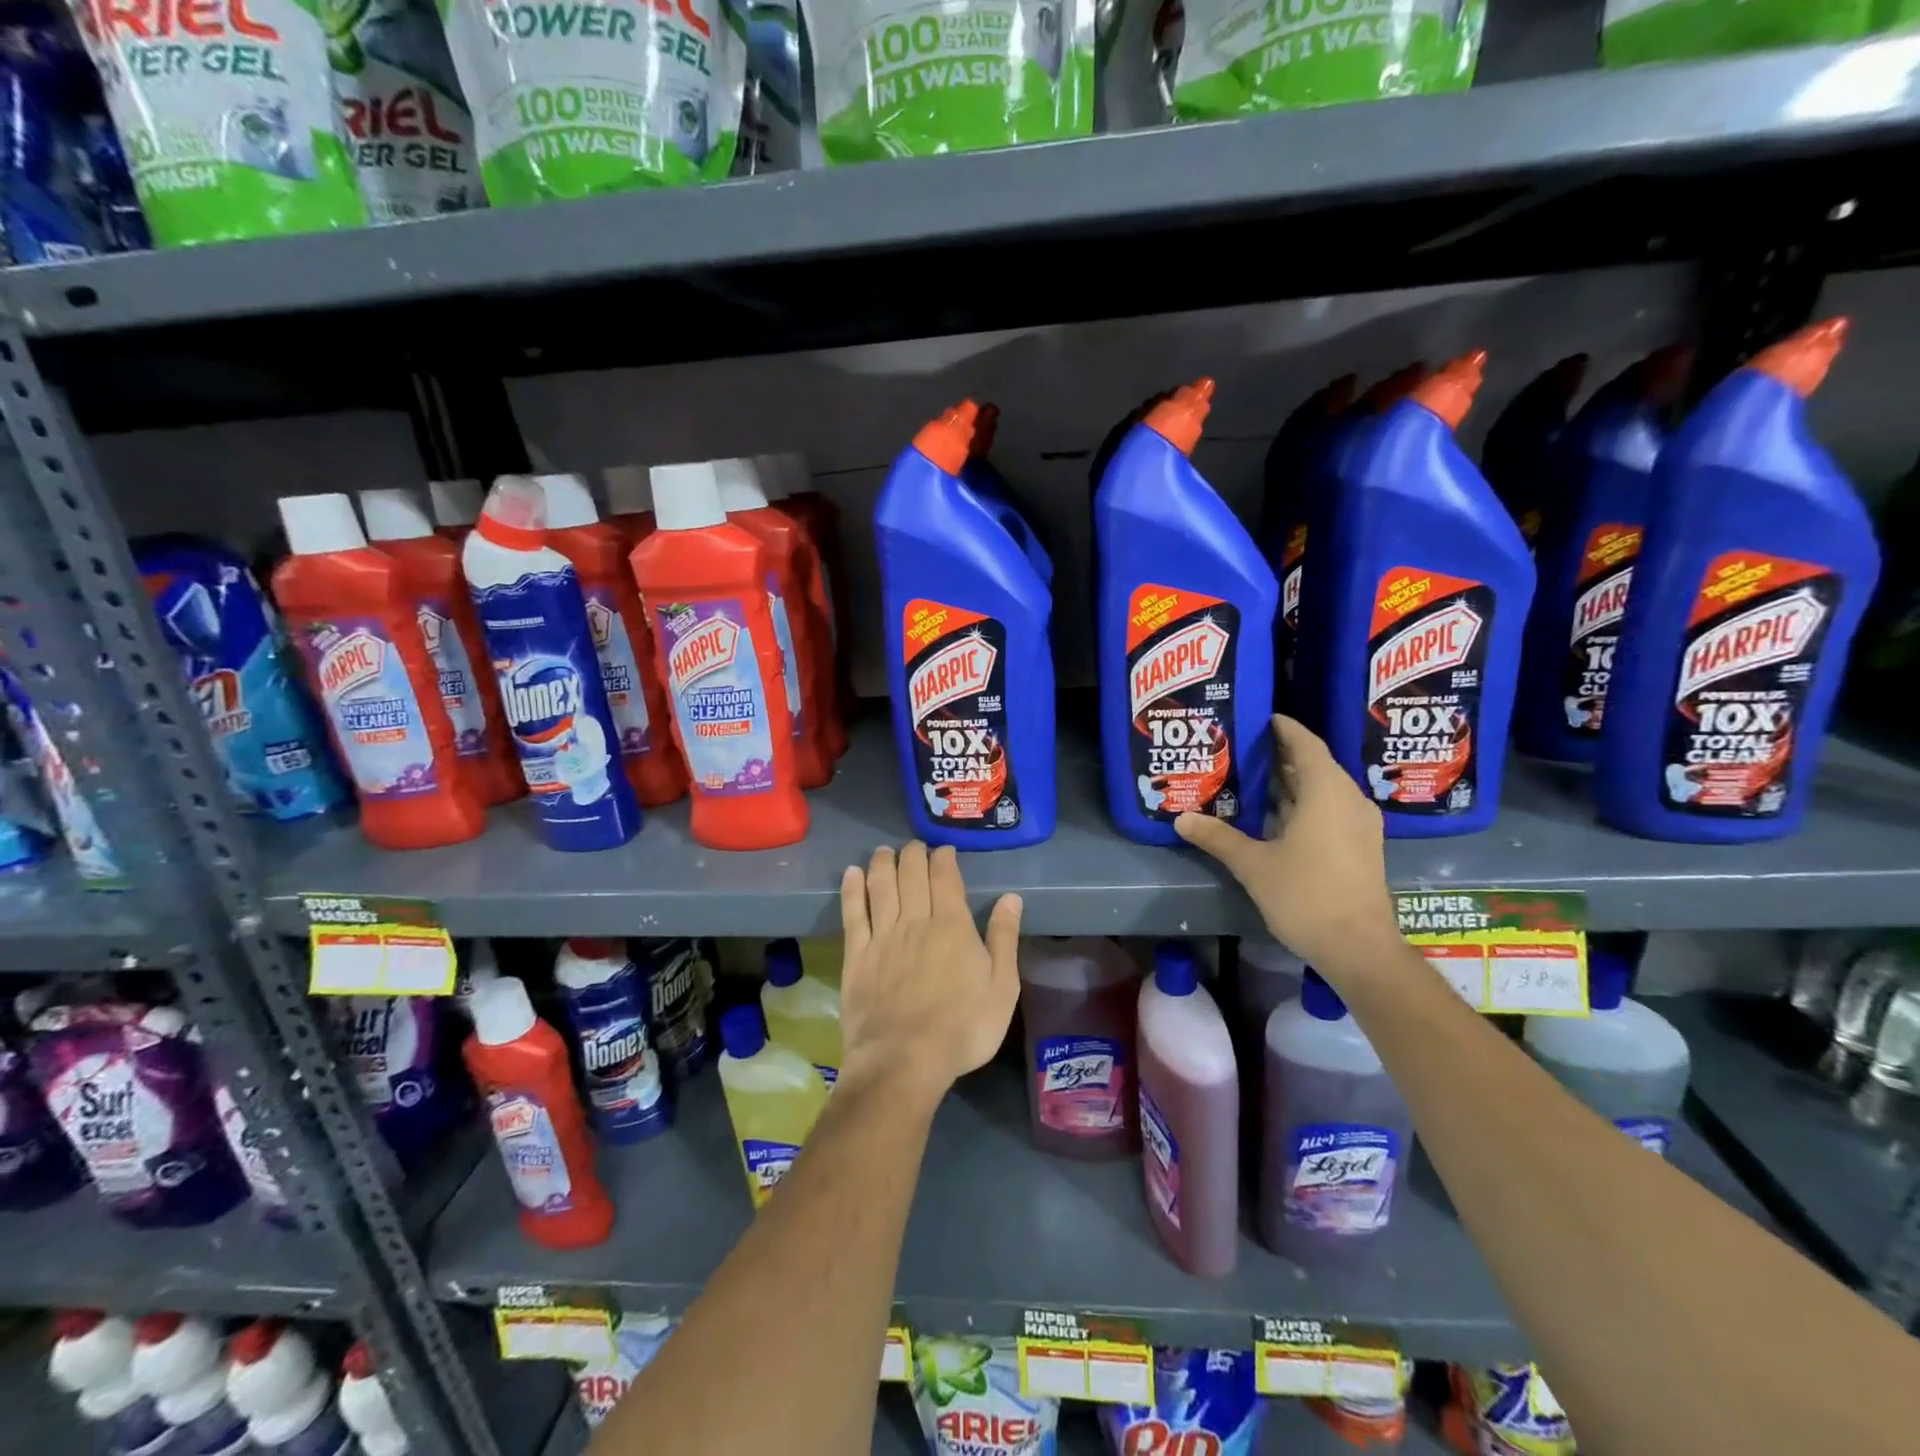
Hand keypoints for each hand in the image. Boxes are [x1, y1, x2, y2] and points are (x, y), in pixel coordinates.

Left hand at [837, 842, 1022, 1105]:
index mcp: (952, 926)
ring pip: (881, 886)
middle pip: (911, 874)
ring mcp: (882, 936)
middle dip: (913, 854)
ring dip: (883, 862)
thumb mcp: (1002, 988)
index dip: (943, 858)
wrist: (903, 1061)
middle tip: (915, 846)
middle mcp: (915, 921)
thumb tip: (1012, 898)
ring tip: (885, 850)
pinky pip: (853, 913)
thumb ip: (1004, 939)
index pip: (945, 878)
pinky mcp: (856, 955)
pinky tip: (852, 874)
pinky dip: (852, 889)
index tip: (944, 849)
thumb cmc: (963, 1028)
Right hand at [1175, 715, 1399, 970]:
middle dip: (1283, 755)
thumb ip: (1218, 838)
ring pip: (1324, 789)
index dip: (1285, 729)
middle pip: (1315, 765)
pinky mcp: (1360, 847)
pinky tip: (1277, 815)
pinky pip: (1330, 809)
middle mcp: (1348, 800)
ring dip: (1293, 782)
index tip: (1264, 718)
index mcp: (1326, 792)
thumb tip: (1181, 819)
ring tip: (1255, 777)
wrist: (1358, 947)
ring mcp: (1359, 825)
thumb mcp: (1253, 865)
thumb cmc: (1306, 895)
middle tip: (1246, 748)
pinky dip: (1305, 803)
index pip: (1306, 745)